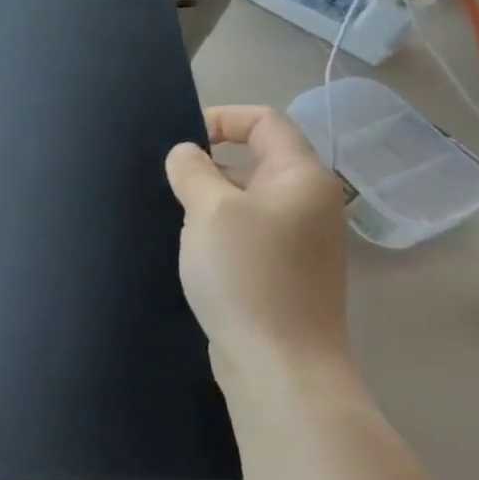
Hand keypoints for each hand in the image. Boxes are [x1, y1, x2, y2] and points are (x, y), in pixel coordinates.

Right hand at [164, 107, 351, 382]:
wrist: (279, 360)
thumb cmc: (246, 274)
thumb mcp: (209, 210)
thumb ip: (193, 170)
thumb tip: (186, 154)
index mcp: (301, 177)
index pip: (264, 121)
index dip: (219, 119)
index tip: (178, 143)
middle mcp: (309, 201)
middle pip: (255, 158)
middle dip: (207, 163)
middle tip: (169, 184)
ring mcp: (300, 238)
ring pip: (247, 196)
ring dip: (209, 199)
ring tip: (177, 217)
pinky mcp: (285, 268)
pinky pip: (248, 229)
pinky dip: (218, 228)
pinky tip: (193, 248)